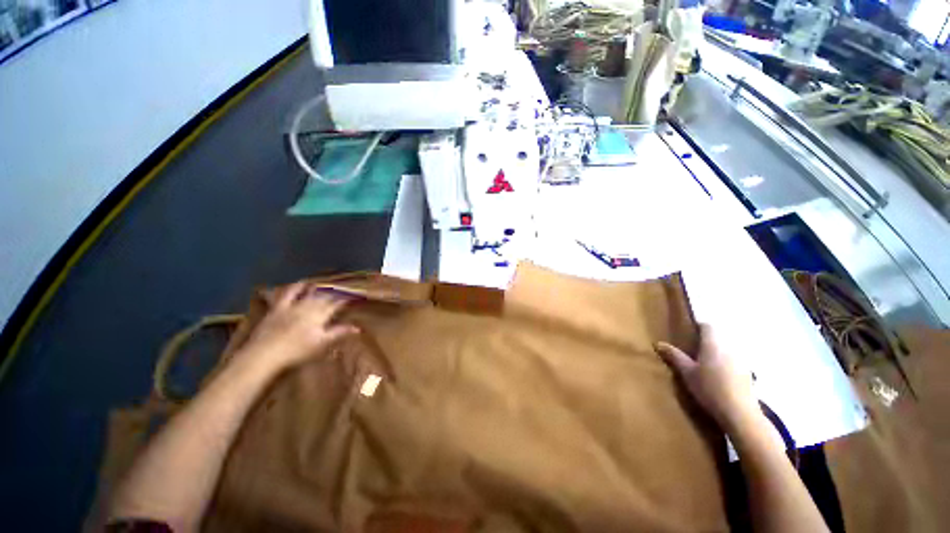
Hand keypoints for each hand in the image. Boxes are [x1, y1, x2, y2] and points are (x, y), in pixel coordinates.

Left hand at [235, 283, 358, 376]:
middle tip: (339, 290)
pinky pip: (285, 294)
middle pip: (322, 297)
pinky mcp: (276, 309)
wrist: (265, 353)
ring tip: (317, 283)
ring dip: (313, 287)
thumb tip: (357, 327)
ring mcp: (291, 306)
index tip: (351, 297)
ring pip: (305, 292)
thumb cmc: (298, 350)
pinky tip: (294, 285)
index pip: (335, 304)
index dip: (344, 300)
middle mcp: (307, 306)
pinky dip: (292, 288)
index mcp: (320, 314)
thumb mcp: (322, 343)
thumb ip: (339, 333)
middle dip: (332, 293)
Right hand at [656, 324, 759, 432]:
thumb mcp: (687, 373)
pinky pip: (734, 362)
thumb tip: (658, 343)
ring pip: (727, 350)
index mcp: (713, 344)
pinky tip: (719, 378)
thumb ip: (674, 356)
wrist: (740, 413)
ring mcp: (741, 361)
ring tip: (705, 364)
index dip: (699, 326)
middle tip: (693, 349)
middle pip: (719, 337)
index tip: (689, 331)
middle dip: (707, 341)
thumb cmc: (710, 388)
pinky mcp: (748, 375)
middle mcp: (730, 348)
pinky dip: (725, 365)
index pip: (708, 326)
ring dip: (717, 353)